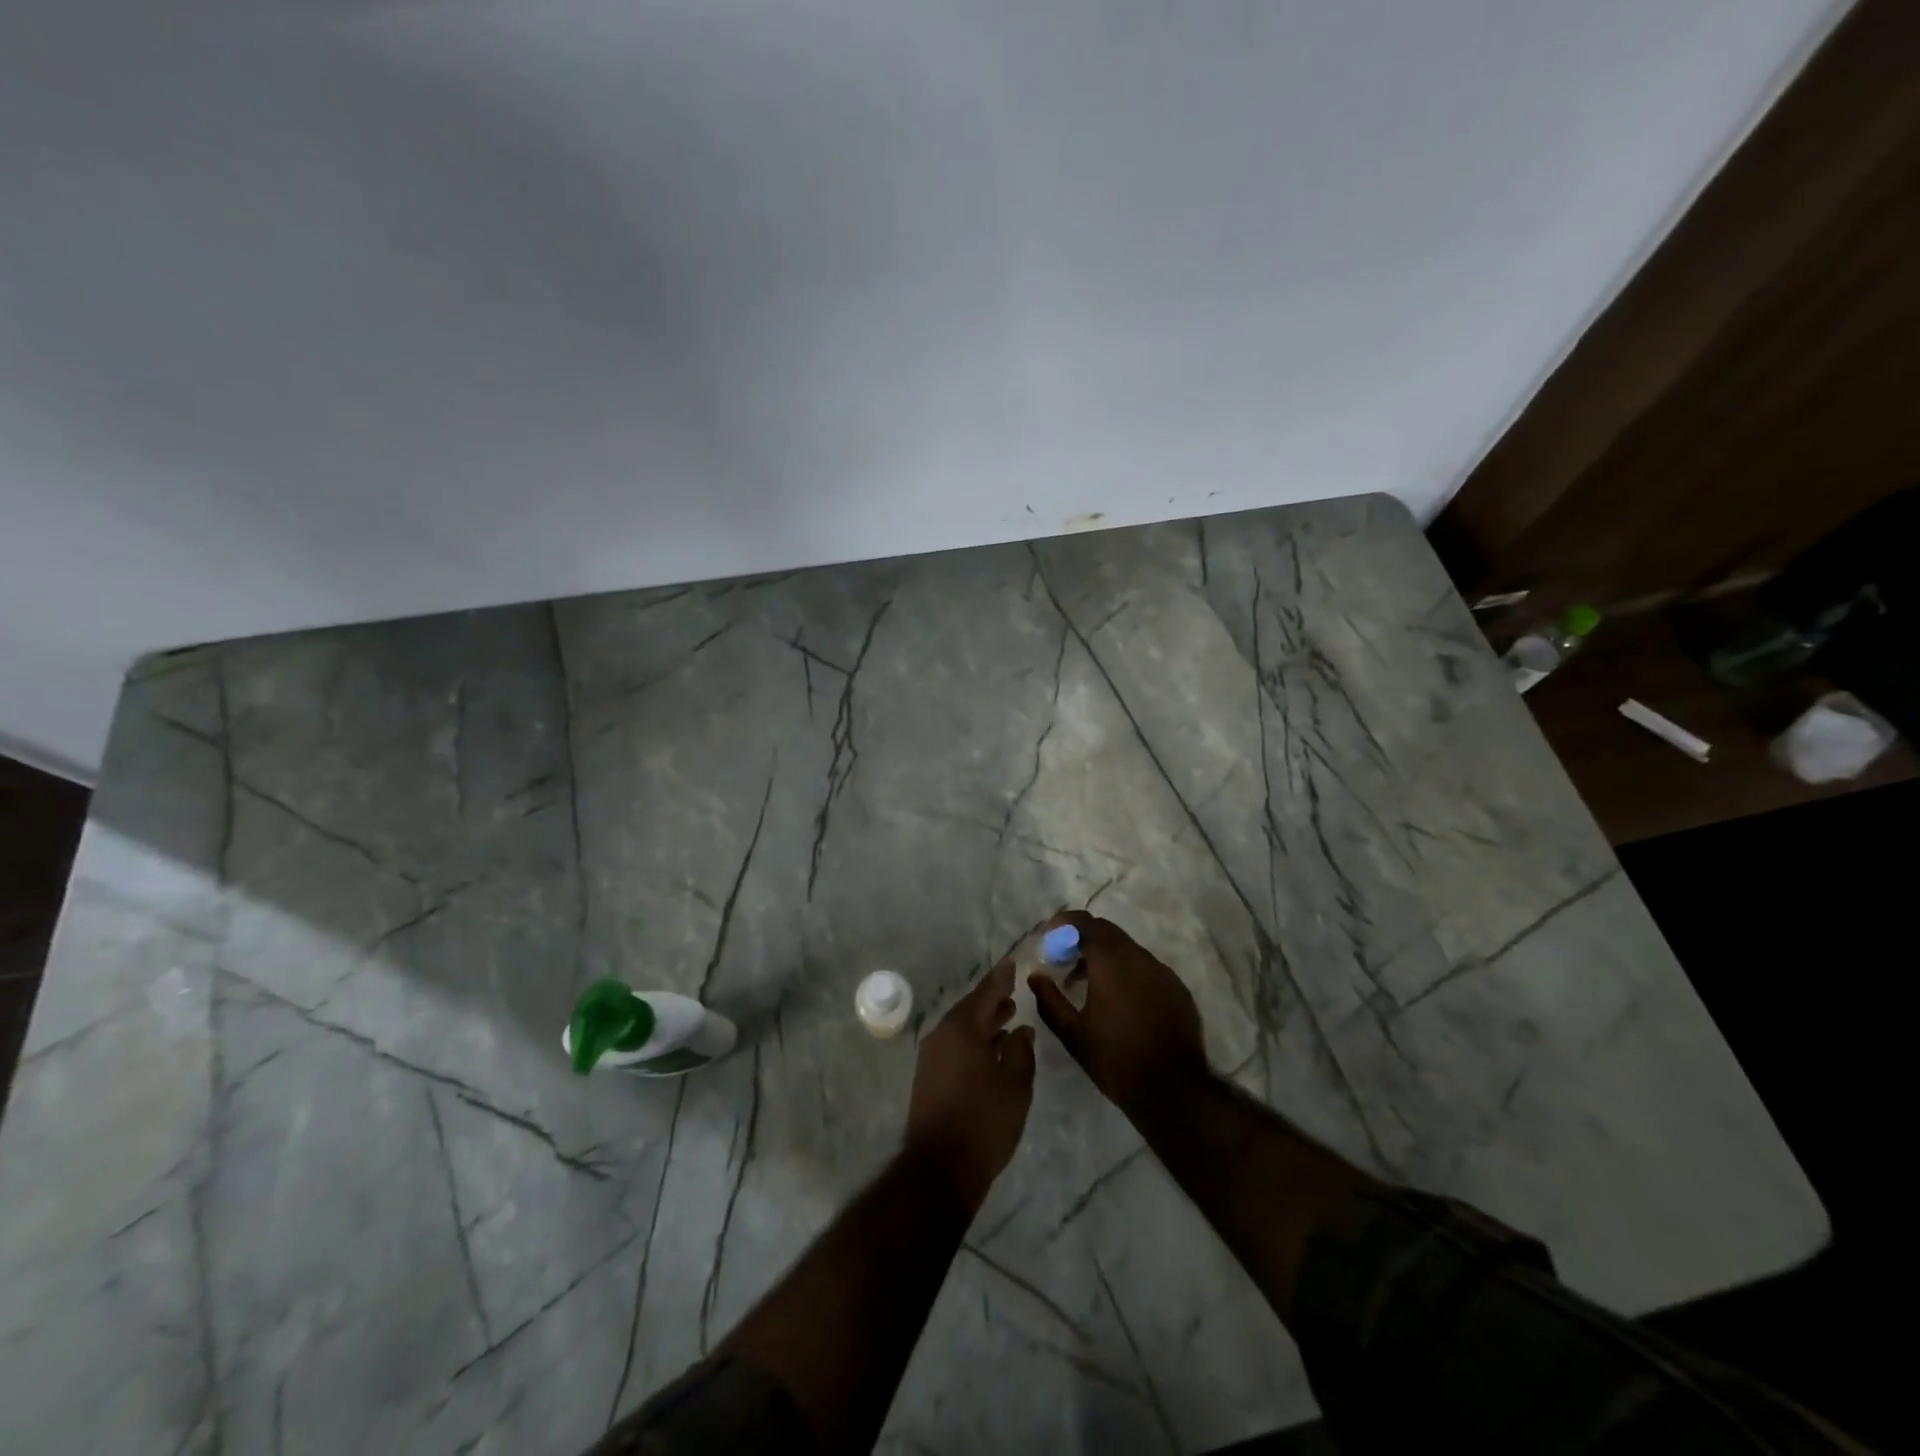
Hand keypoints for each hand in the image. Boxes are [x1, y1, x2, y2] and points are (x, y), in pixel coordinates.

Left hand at [905, 960, 1036, 1214]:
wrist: (940, 1169)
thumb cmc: (984, 1120)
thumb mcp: (1016, 1084)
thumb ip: (1021, 1051)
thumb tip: (1020, 1030)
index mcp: (961, 1028)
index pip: (985, 992)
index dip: (1001, 978)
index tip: (1013, 964)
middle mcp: (941, 1035)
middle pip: (971, 1010)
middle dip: (993, 1002)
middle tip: (1013, 993)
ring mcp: (931, 1057)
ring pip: (962, 1030)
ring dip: (984, 1024)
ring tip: (1008, 1020)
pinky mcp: (928, 1079)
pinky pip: (954, 1047)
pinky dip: (974, 1042)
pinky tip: (991, 1052)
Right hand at [1029, 911, 1207, 1114]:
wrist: (1174, 1090)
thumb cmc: (1115, 1059)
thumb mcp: (1073, 1033)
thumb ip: (1049, 999)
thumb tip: (1035, 976)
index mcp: (1111, 961)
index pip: (1086, 923)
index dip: (1065, 923)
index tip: (1050, 935)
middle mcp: (1139, 957)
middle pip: (1108, 932)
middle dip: (1083, 939)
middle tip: (1064, 960)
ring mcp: (1163, 972)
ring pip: (1128, 949)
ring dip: (1105, 956)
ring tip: (1088, 983)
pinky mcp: (1177, 989)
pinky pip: (1146, 968)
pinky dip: (1127, 972)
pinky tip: (1119, 1000)